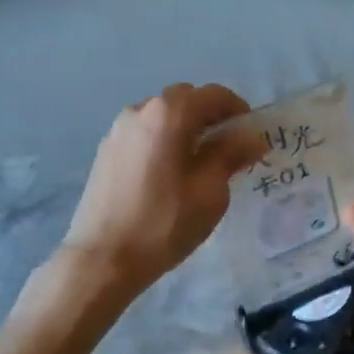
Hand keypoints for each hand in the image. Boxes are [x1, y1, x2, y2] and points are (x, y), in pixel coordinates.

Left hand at [62, 83, 267, 293]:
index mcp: (168, 114)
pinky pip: (144, 134)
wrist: (102, 258)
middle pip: (184, 100)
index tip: (251, 134)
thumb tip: (251, 137)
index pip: (212, 95)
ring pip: (161, 117)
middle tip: (228, 147)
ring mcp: (118, 130)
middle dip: (210, 116)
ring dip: (185, 128)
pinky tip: (169, 173)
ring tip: (199, 162)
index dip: (238, 109)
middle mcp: (140, 111)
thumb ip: (231, 155)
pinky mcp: (105, 152)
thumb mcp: (209, 192)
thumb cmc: (163, 224)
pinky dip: (163, 141)